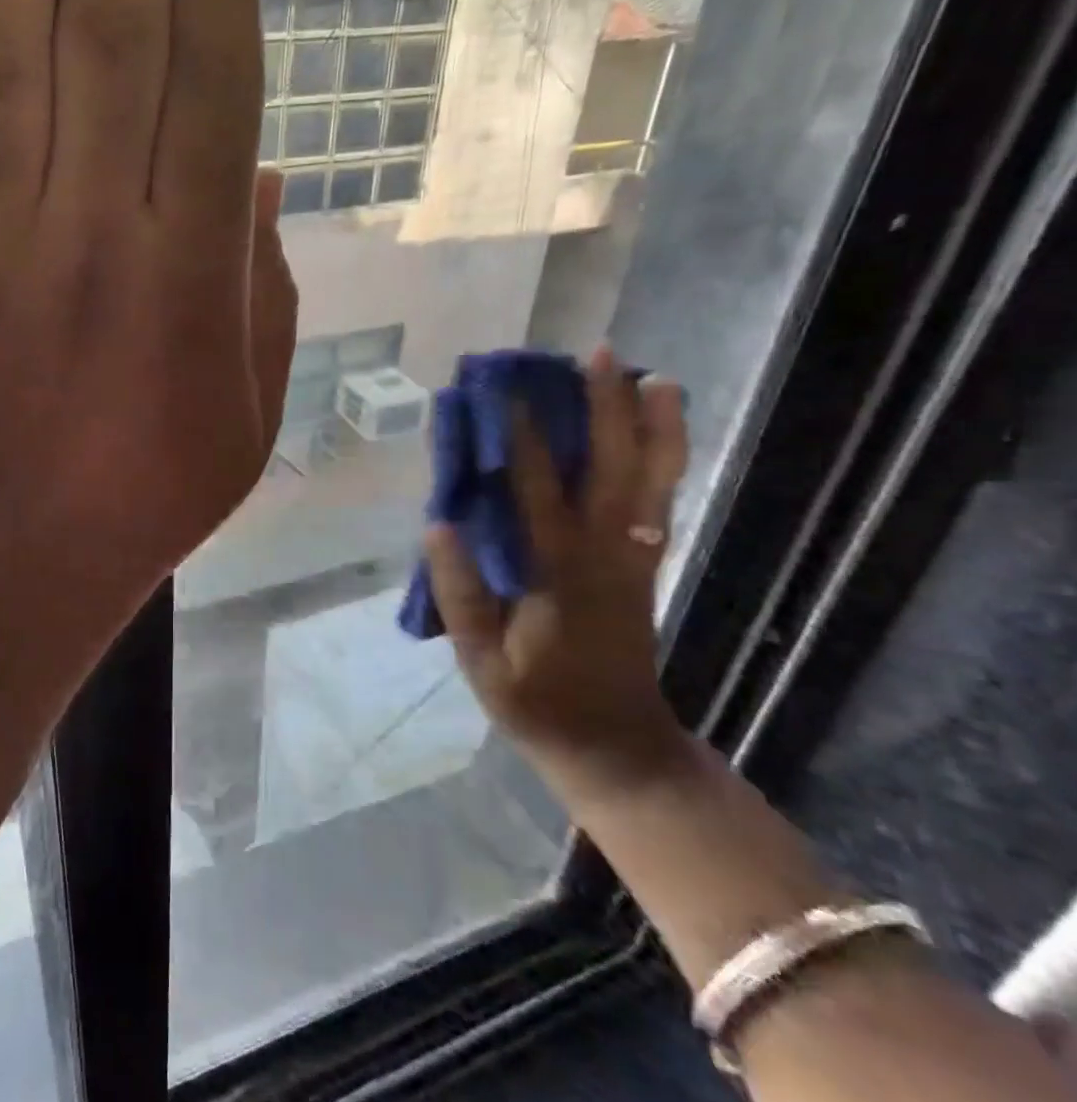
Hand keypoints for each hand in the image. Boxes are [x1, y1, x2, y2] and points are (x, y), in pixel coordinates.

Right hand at [426, 349, 689, 779]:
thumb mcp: (483, 662)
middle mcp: (607, 553)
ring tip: (649, 375)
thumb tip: (438, 524)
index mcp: (560, 574)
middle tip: (596, 354)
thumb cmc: (540, 704)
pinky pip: (660, 498)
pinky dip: (663, 458)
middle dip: (607, 407)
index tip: (505, 392)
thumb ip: (460, 594)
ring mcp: (635, 557)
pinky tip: (656, 430)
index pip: (538, 492)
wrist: (618, 748)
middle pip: (615, 468)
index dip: (522, 438)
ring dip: (653, 425)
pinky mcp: (645, 564)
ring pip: (655, 479)